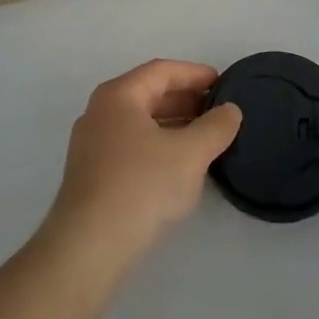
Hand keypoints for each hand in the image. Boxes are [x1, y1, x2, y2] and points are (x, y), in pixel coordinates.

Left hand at [41, 59, 241, 275]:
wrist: (88, 247)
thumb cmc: (140, 186)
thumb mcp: (189, 154)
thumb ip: (215, 128)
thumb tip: (230, 110)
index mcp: (118, 95)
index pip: (161, 71)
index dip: (194, 73)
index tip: (223, 82)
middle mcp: (100, 112)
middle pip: (148, 94)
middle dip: (185, 99)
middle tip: (218, 110)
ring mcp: (91, 144)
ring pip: (139, 122)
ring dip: (173, 124)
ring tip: (205, 137)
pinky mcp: (91, 175)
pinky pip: (131, 145)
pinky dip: (158, 145)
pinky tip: (178, 165)